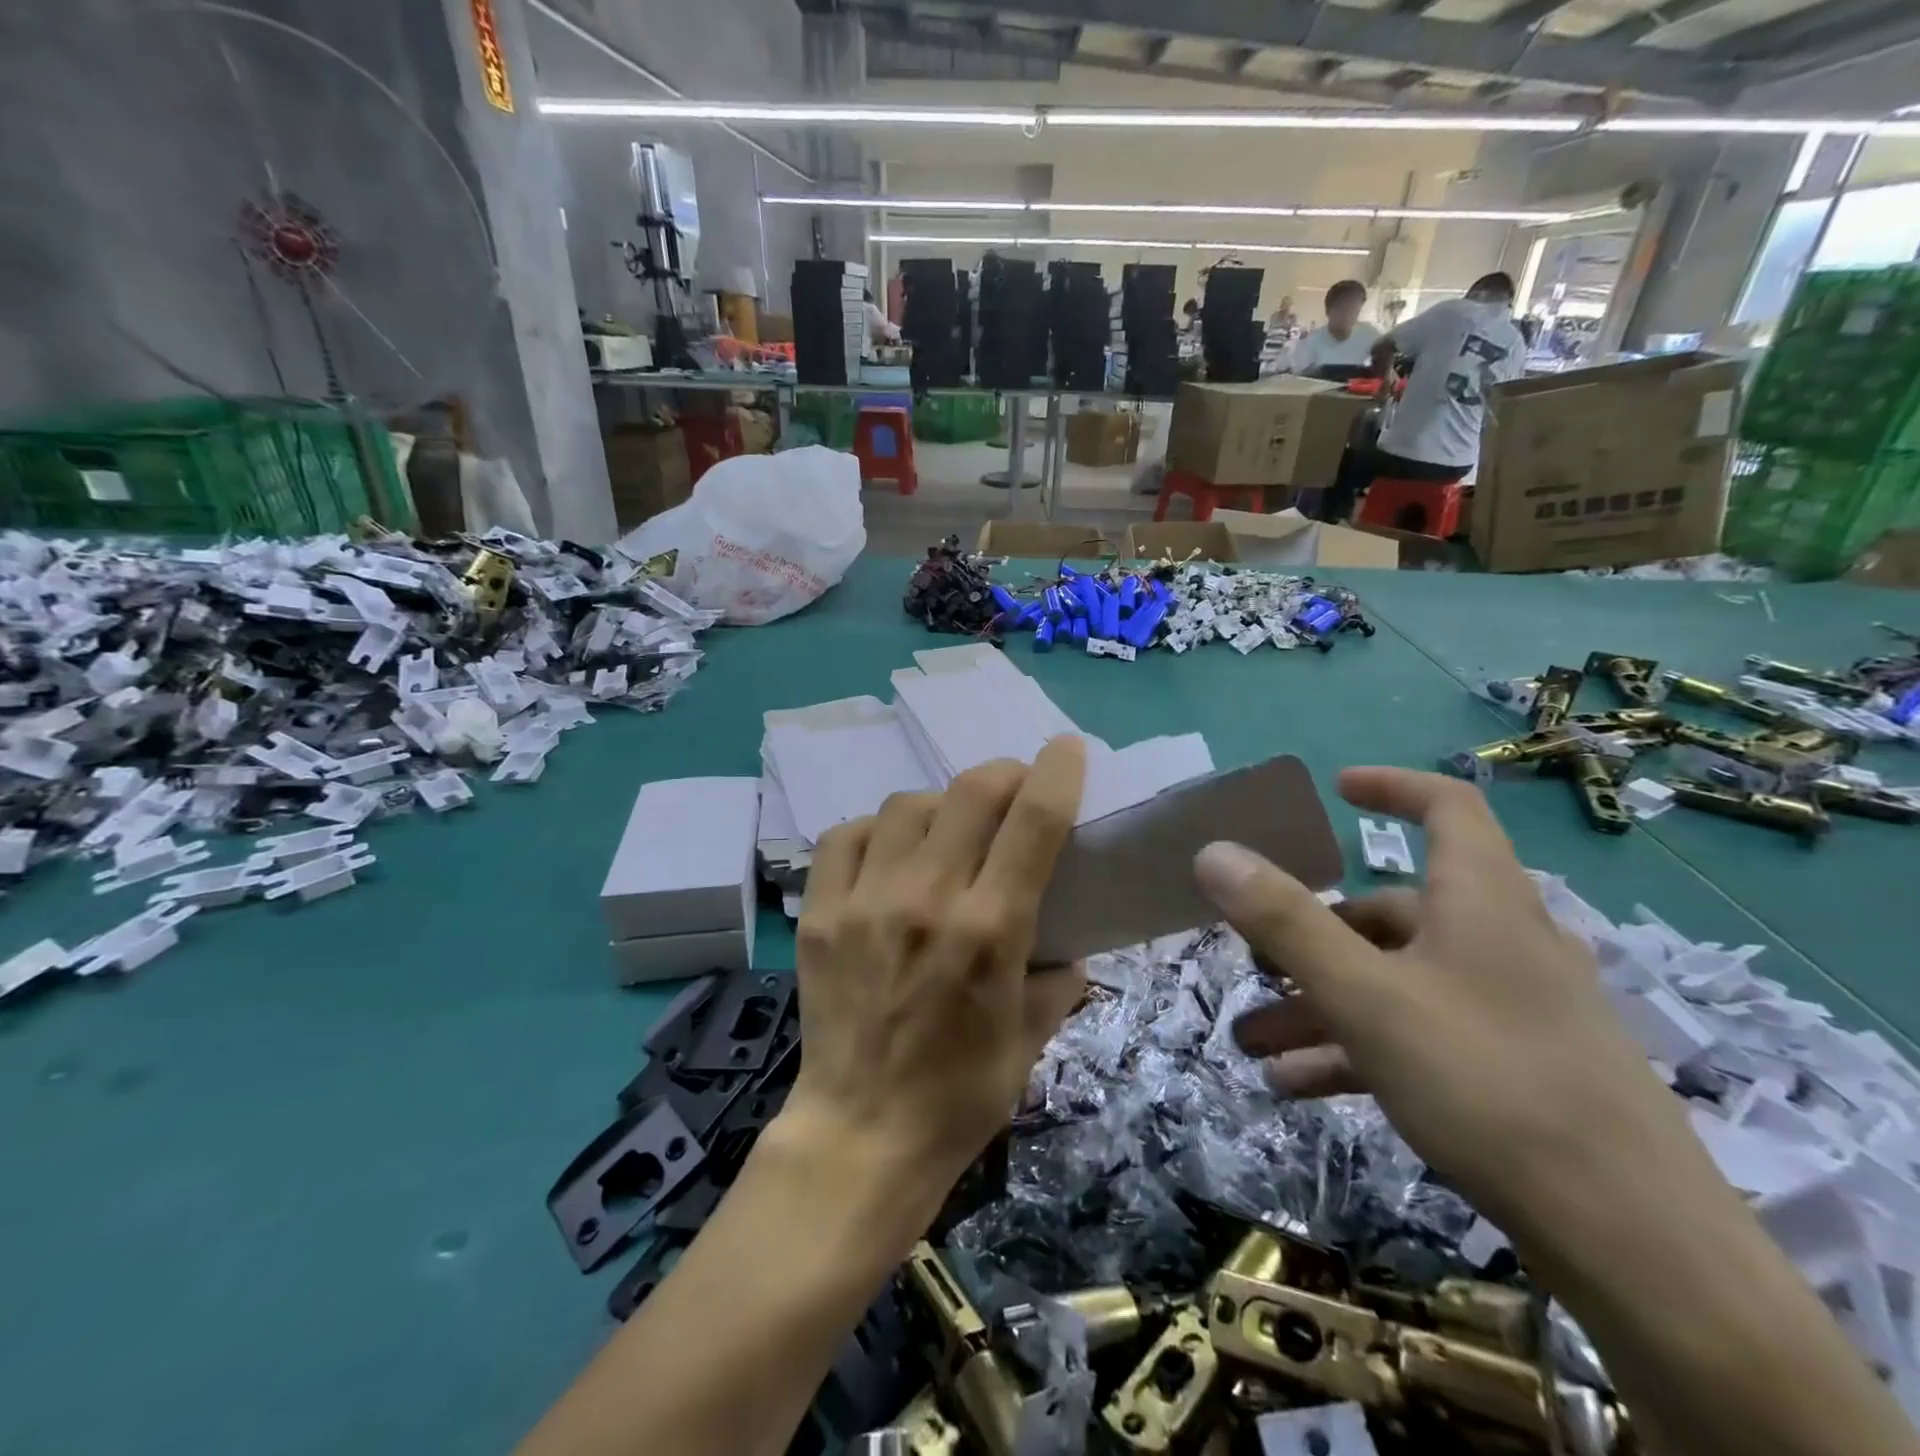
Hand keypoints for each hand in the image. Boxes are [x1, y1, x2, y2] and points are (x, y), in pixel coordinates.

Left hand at [783, 737, 1088, 1197]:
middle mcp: (927, 899)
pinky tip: (888, 851)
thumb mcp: (1031, 1038)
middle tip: (1014, 788)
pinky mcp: (821, 913)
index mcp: (989, 929)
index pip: (1033, 821)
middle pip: (971, 792)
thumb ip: (1057, 978)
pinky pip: (846, 835)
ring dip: (941, 804)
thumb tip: (1066, 943)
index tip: (1066, 749)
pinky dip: (876, 830)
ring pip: (908, 804)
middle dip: (1004, 774)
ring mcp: (865, 901)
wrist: (861, 1136)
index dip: (1056, 772)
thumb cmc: (960, 1096)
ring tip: (948, 828)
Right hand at [1193, 766, 1689, 1240]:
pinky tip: (1296, 1087)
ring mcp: (1508, 1011)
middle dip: (1312, 935)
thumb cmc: (1491, 1084)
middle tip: (1254, 960)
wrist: (1636, 1248)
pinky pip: (1417, 1037)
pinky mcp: (1512, 1072)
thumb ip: (1285, 921)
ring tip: (1254, 1043)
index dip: (1393, 787)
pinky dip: (1356, 1049)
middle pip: (1393, 913)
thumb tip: (1213, 853)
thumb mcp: (1367, 996)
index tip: (1336, 790)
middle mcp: (1500, 943)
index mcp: (1481, 901)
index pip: (1449, 808)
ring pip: (1395, 983)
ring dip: (1320, 1005)